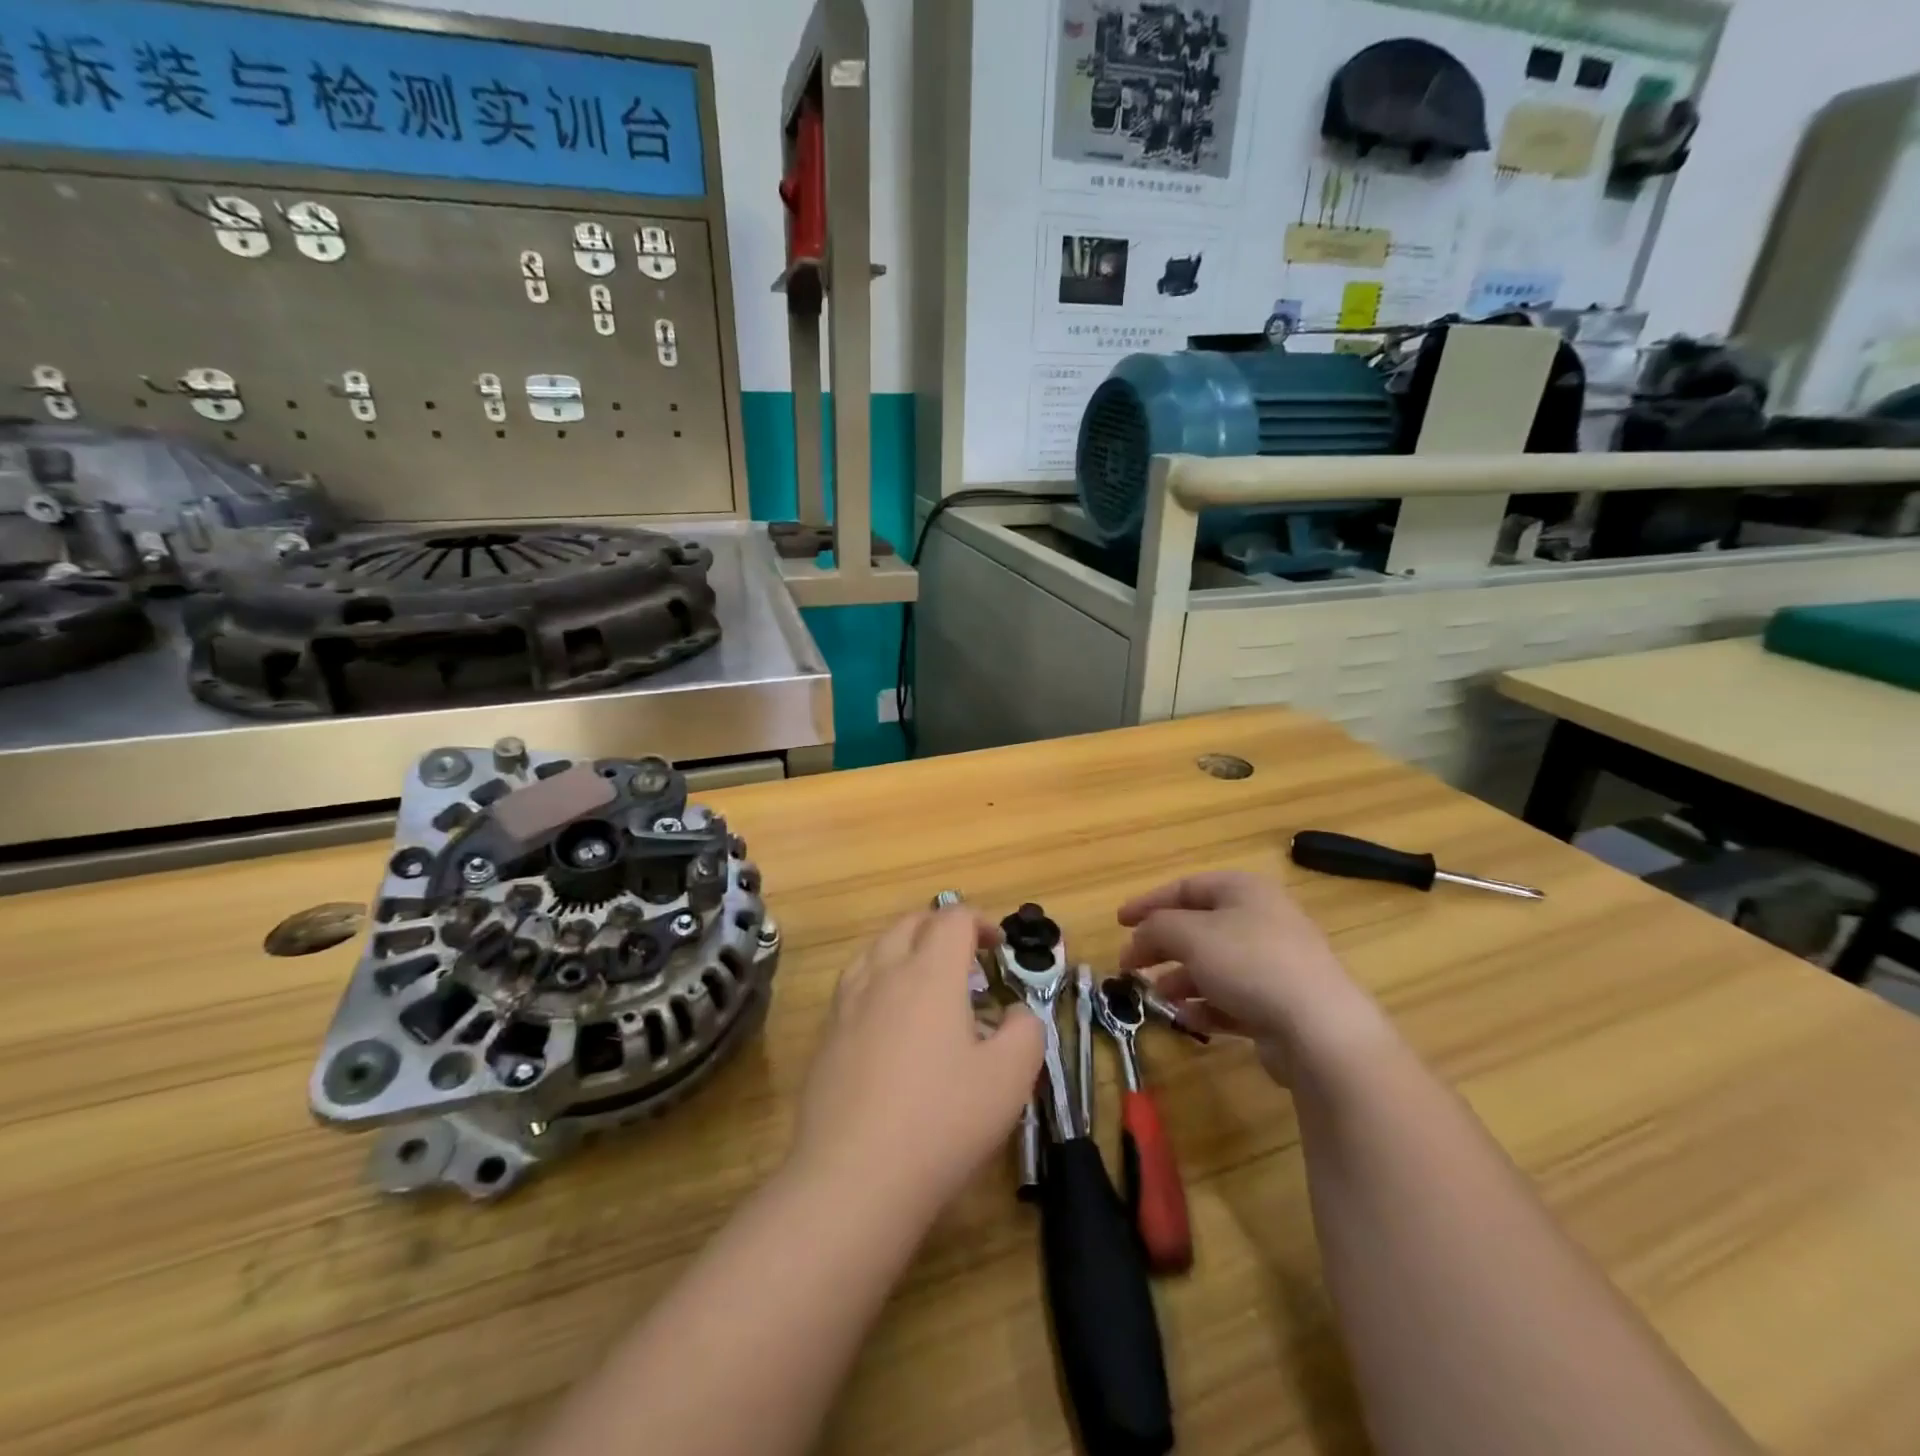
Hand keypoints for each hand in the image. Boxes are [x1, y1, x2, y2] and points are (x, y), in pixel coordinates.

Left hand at [790, 908, 1044, 1214]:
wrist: (854, 1177)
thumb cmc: (942, 1121)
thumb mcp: (1010, 1078)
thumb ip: (1025, 1031)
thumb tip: (1015, 1013)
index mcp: (929, 974)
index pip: (952, 918)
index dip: (979, 920)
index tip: (997, 946)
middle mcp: (884, 975)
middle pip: (909, 923)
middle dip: (940, 927)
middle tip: (965, 956)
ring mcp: (847, 1005)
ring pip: (875, 949)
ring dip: (905, 948)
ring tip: (925, 979)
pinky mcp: (827, 1037)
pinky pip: (854, 985)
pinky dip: (878, 980)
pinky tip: (889, 1020)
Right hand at [1117, 872, 1385, 1082]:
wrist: (1320, 1028)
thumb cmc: (1249, 963)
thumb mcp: (1190, 935)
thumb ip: (1156, 927)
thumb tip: (1140, 935)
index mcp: (1243, 891)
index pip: (1186, 887)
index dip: (1148, 902)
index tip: (1119, 922)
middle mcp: (1261, 920)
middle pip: (1198, 927)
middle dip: (1161, 946)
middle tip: (1130, 964)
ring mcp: (1274, 963)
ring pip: (1214, 966)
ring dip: (1180, 979)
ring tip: (1155, 997)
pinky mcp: (1280, 1004)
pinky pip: (1233, 999)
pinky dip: (1206, 1006)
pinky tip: (1187, 1021)